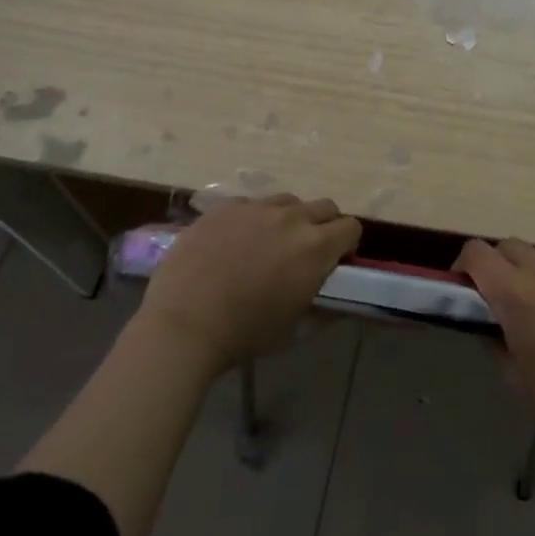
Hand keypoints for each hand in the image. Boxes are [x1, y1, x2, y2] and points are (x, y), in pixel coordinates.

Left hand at [138, 195, 360, 372]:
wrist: (183, 324)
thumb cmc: (245, 333)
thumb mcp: (295, 328)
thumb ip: (325, 308)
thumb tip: (342, 302)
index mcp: (315, 247)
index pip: (351, 227)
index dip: (347, 243)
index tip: (336, 260)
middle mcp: (292, 218)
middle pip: (325, 207)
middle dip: (323, 226)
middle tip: (305, 251)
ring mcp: (256, 207)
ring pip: (288, 201)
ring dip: (289, 219)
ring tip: (268, 243)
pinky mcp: (225, 206)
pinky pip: (251, 204)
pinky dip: (253, 219)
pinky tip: (234, 243)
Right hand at [455, 238, 534, 463]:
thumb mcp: (511, 375)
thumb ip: (492, 336)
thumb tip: (486, 320)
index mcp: (517, 294)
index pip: (477, 252)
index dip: (463, 265)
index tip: (463, 288)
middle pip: (510, 246)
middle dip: (496, 265)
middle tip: (497, 300)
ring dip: (530, 274)